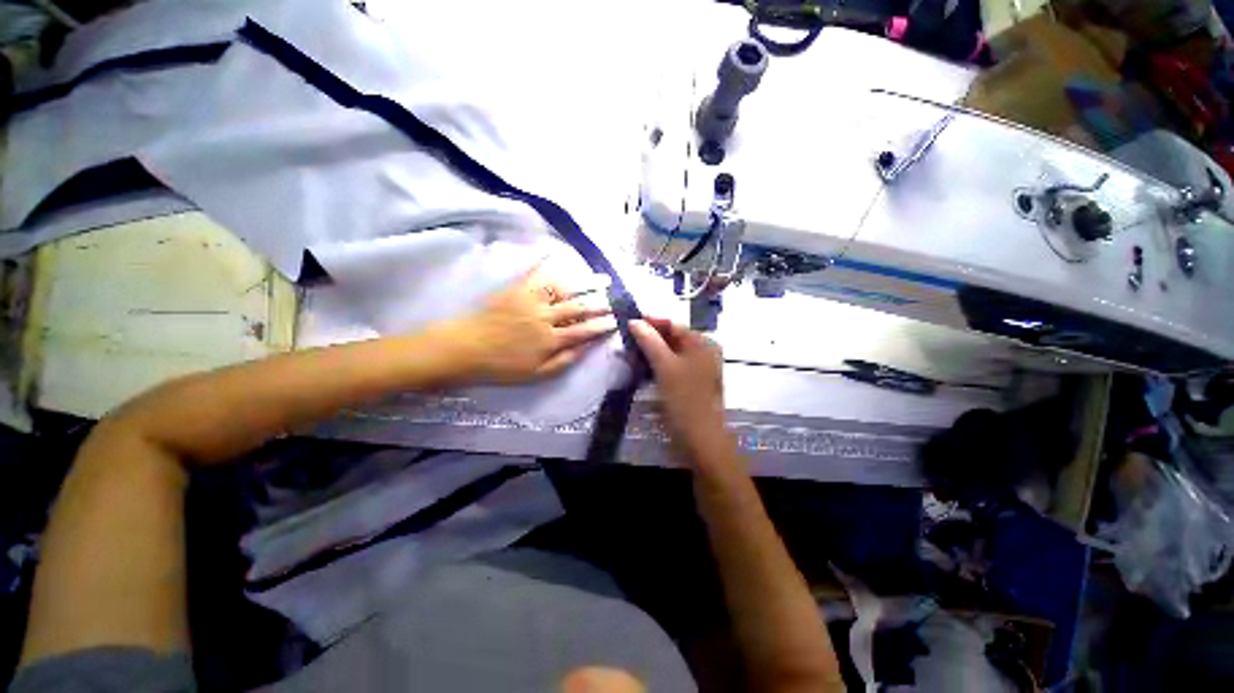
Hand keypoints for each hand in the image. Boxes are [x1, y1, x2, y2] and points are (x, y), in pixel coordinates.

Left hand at [446, 266, 616, 383]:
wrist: (465, 348)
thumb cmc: (501, 366)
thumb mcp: (537, 374)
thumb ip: (564, 361)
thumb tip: (587, 347)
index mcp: (551, 340)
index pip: (584, 330)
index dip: (601, 326)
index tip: (615, 321)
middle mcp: (545, 317)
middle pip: (579, 308)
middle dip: (600, 304)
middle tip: (615, 300)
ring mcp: (531, 300)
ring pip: (565, 289)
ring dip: (586, 283)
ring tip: (603, 279)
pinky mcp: (516, 289)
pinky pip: (536, 274)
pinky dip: (548, 262)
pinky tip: (559, 255)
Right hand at [629, 318, 731, 461]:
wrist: (700, 439)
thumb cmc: (684, 398)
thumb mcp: (665, 366)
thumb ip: (650, 341)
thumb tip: (634, 321)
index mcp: (703, 343)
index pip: (673, 324)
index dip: (651, 321)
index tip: (628, 320)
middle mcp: (703, 352)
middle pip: (672, 338)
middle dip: (649, 337)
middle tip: (626, 338)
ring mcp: (697, 368)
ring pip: (670, 353)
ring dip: (650, 351)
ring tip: (629, 352)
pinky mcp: (690, 383)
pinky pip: (671, 366)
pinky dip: (656, 364)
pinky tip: (641, 367)